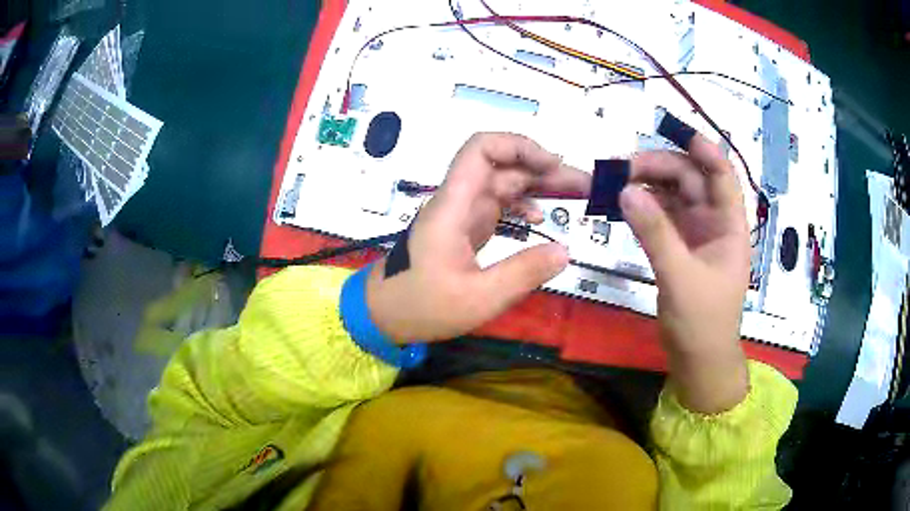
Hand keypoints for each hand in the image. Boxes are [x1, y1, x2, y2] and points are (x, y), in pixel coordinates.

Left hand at [366, 133, 590, 342]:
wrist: (384, 314)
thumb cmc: (422, 306)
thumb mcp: (478, 298)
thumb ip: (523, 273)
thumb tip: (565, 251)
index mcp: (454, 206)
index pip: (481, 150)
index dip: (518, 145)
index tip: (553, 164)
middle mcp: (459, 200)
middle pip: (503, 166)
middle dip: (544, 168)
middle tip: (586, 185)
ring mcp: (462, 213)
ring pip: (504, 183)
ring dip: (539, 185)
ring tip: (576, 197)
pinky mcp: (465, 228)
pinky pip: (498, 205)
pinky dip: (522, 205)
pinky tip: (540, 219)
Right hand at [621, 135, 750, 413]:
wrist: (698, 358)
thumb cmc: (702, 321)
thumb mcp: (680, 277)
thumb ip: (655, 234)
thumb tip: (625, 191)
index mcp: (729, 225)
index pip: (722, 175)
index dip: (703, 149)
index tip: (674, 130)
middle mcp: (713, 221)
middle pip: (689, 179)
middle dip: (659, 167)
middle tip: (621, 168)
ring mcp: (694, 233)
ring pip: (672, 195)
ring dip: (646, 185)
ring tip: (614, 182)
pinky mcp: (678, 246)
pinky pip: (660, 216)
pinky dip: (642, 208)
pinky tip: (621, 204)